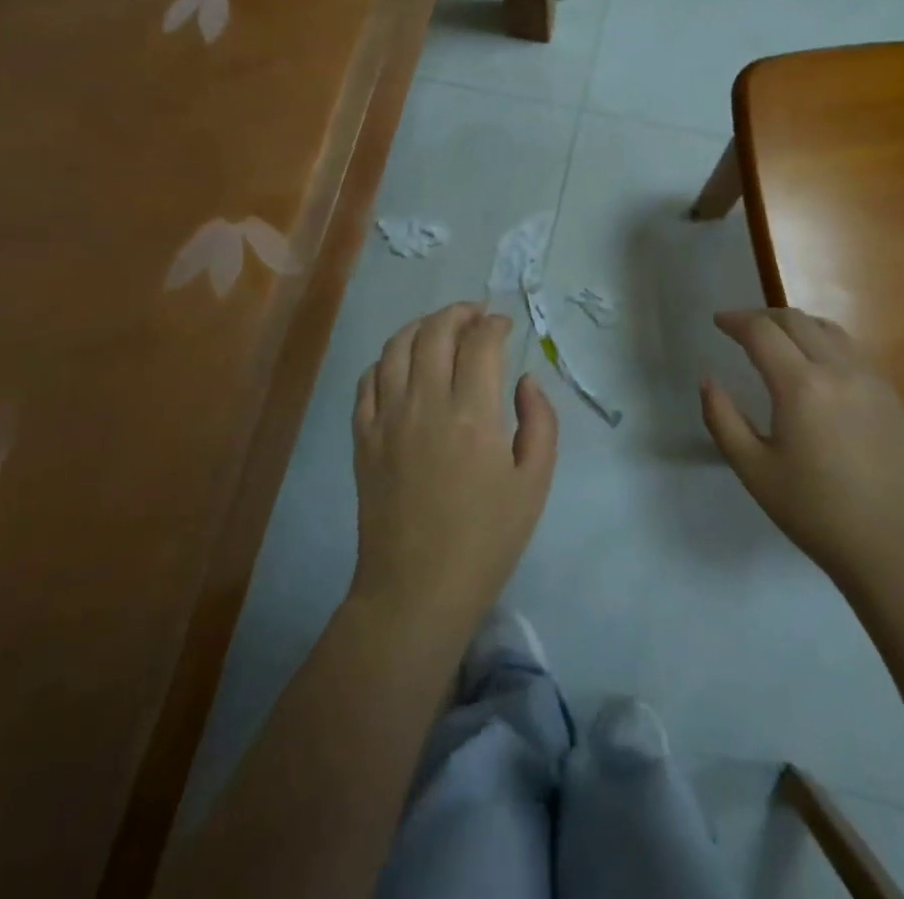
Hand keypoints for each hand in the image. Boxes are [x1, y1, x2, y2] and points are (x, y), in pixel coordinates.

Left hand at [348, 303, 557, 636]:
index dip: (495, 324)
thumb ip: (540, 422)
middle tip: (476, 315)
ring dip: (421, 326)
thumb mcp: (534, 484)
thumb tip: (525, 379)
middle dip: (459, 313)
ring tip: (440, 328)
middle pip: (436, 332)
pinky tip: (401, 363)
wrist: (416, 590)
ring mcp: (387, 418)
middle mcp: (426, 403)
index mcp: (473, 413)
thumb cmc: (485, 540)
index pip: (480, 343)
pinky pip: (367, 380)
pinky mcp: (363, 437)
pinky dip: (386, 359)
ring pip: (396, 346)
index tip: (505, 325)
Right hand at [702, 308, 903, 580]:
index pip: (762, 332)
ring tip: (776, 340)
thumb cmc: (813, 511)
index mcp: (801, 386)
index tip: (718, 322)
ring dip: (795, 325)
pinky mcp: (891, 396)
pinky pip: (852, 351)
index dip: (735, 320)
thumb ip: (722, 418)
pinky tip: (815, 369)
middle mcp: (839, 370)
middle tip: (740, 329)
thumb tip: (707, 379)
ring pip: (828, 329)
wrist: (891, 548)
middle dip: (762, 317)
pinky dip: (824, 344)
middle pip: (796, 320)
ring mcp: (871, 380)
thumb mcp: (753, 469)